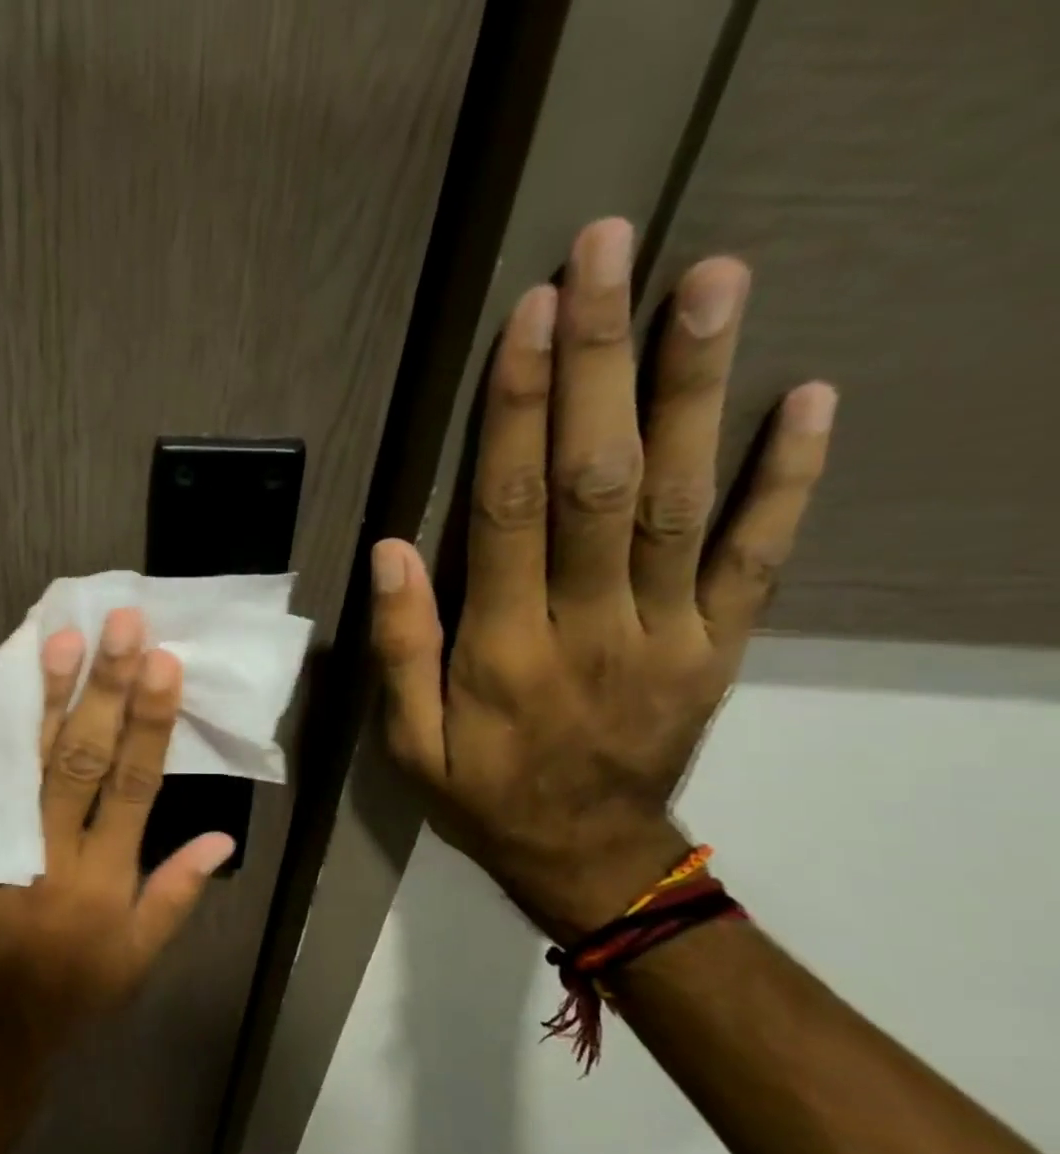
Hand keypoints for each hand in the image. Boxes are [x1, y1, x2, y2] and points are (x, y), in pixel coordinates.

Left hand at [0, 608, 234, 1088]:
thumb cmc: (68, 997)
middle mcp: (57, 851)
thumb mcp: (136, 960)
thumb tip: (222, 838)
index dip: (152, 722)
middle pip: (83, 758)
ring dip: (45, 697)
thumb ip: (176, 895)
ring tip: (60, 640)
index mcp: (106, 878)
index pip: (136, 785)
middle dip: (105, 689)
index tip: (164, 663)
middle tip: (120, 626)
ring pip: (26, 760)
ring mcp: (1, 846)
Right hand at [369, 217, 836, 942]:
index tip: (530, 318)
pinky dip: (788, 479)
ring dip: (696, 388)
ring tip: (710, 280)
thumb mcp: (407, 743)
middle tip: (608, 254)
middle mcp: (591, 627)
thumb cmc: (480, 795)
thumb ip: (399, 648)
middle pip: (600, 482)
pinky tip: (807, 398)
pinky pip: (758, 557)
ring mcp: (667, 632)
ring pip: (682, 500)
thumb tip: (389, 550)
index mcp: (505, 651)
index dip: (520, 412)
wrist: (585, 857)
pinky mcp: (717, 644)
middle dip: (602, 362)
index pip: (511, 513)